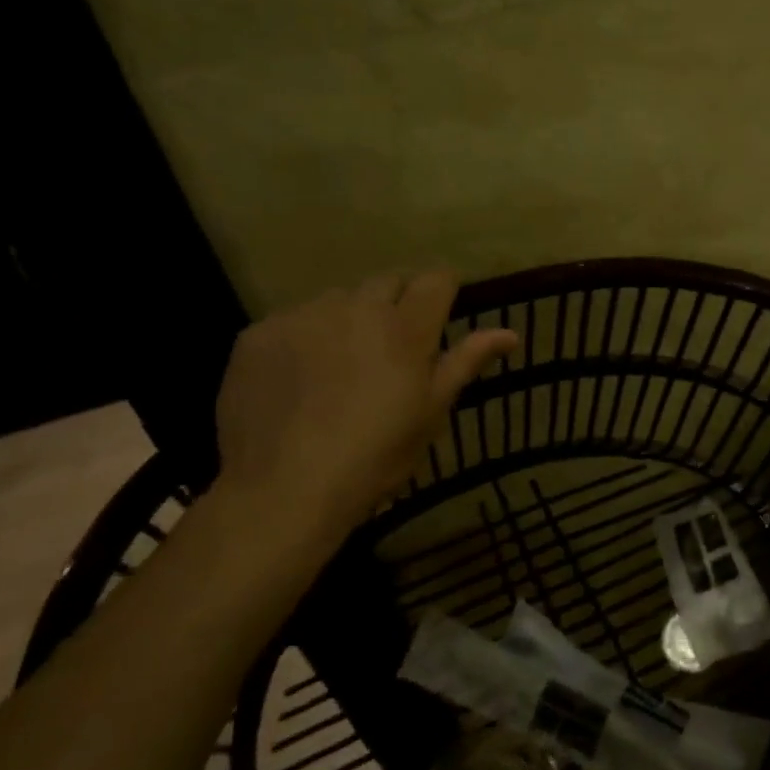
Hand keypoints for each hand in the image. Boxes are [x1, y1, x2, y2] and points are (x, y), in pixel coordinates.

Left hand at [212, 271, 517, 540]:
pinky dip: (304, 338)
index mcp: (405, 328)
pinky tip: (299, 379)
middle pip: (387, 282)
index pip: (435, 280)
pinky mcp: (259, 333)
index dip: (443, 290)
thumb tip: (510, 333)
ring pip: (338, 299)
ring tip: (341, 363)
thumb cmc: (375, 456)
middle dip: (397, 302)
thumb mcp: (430, 412)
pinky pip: (293, 321)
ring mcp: (303, 316)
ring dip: (349, 319)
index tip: (441, 312)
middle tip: (393, 346)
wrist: (284, 489)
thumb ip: (466, 362)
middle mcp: (356, 307)